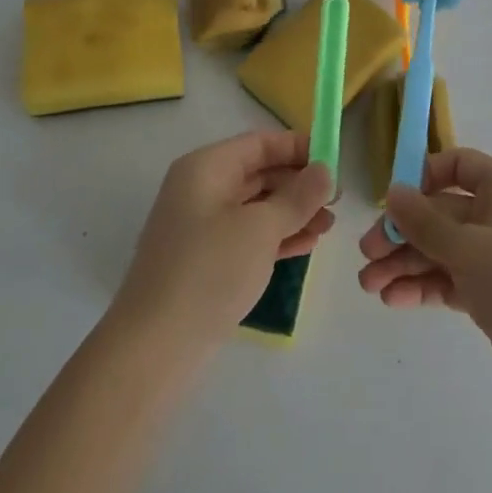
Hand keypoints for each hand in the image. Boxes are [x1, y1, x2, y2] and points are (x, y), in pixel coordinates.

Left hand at [112, 129, 333, 355]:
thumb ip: (298, 197)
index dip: (299, 147)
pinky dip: (278, 236)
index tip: (335, 161)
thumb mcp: (261, 228)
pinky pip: (249, 236)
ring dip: (294, 212)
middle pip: (259, 173)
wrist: (153, 349)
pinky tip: (308, 245)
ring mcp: (202, 227)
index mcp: (207, 168)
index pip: (260, 143)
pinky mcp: (206, 261)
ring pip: (257, 207)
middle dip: (300, 184)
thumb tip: (325, 171)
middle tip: (338, 199)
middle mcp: (202, 189)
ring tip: (329, 226)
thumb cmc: (209, 272)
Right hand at [357, 148, 491, 413]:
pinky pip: (449, 280)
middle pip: (440, 212)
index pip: (457, 165)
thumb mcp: (468, 248)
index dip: (423, 176)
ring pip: (440, 249)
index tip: (392, 200)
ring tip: (369, 285)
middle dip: (403, 232)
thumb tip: (392, 191)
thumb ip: (424, 222)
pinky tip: (393, 299)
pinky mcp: (491, 294)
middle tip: (367, 253)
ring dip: (405, 263)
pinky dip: (422, 286)